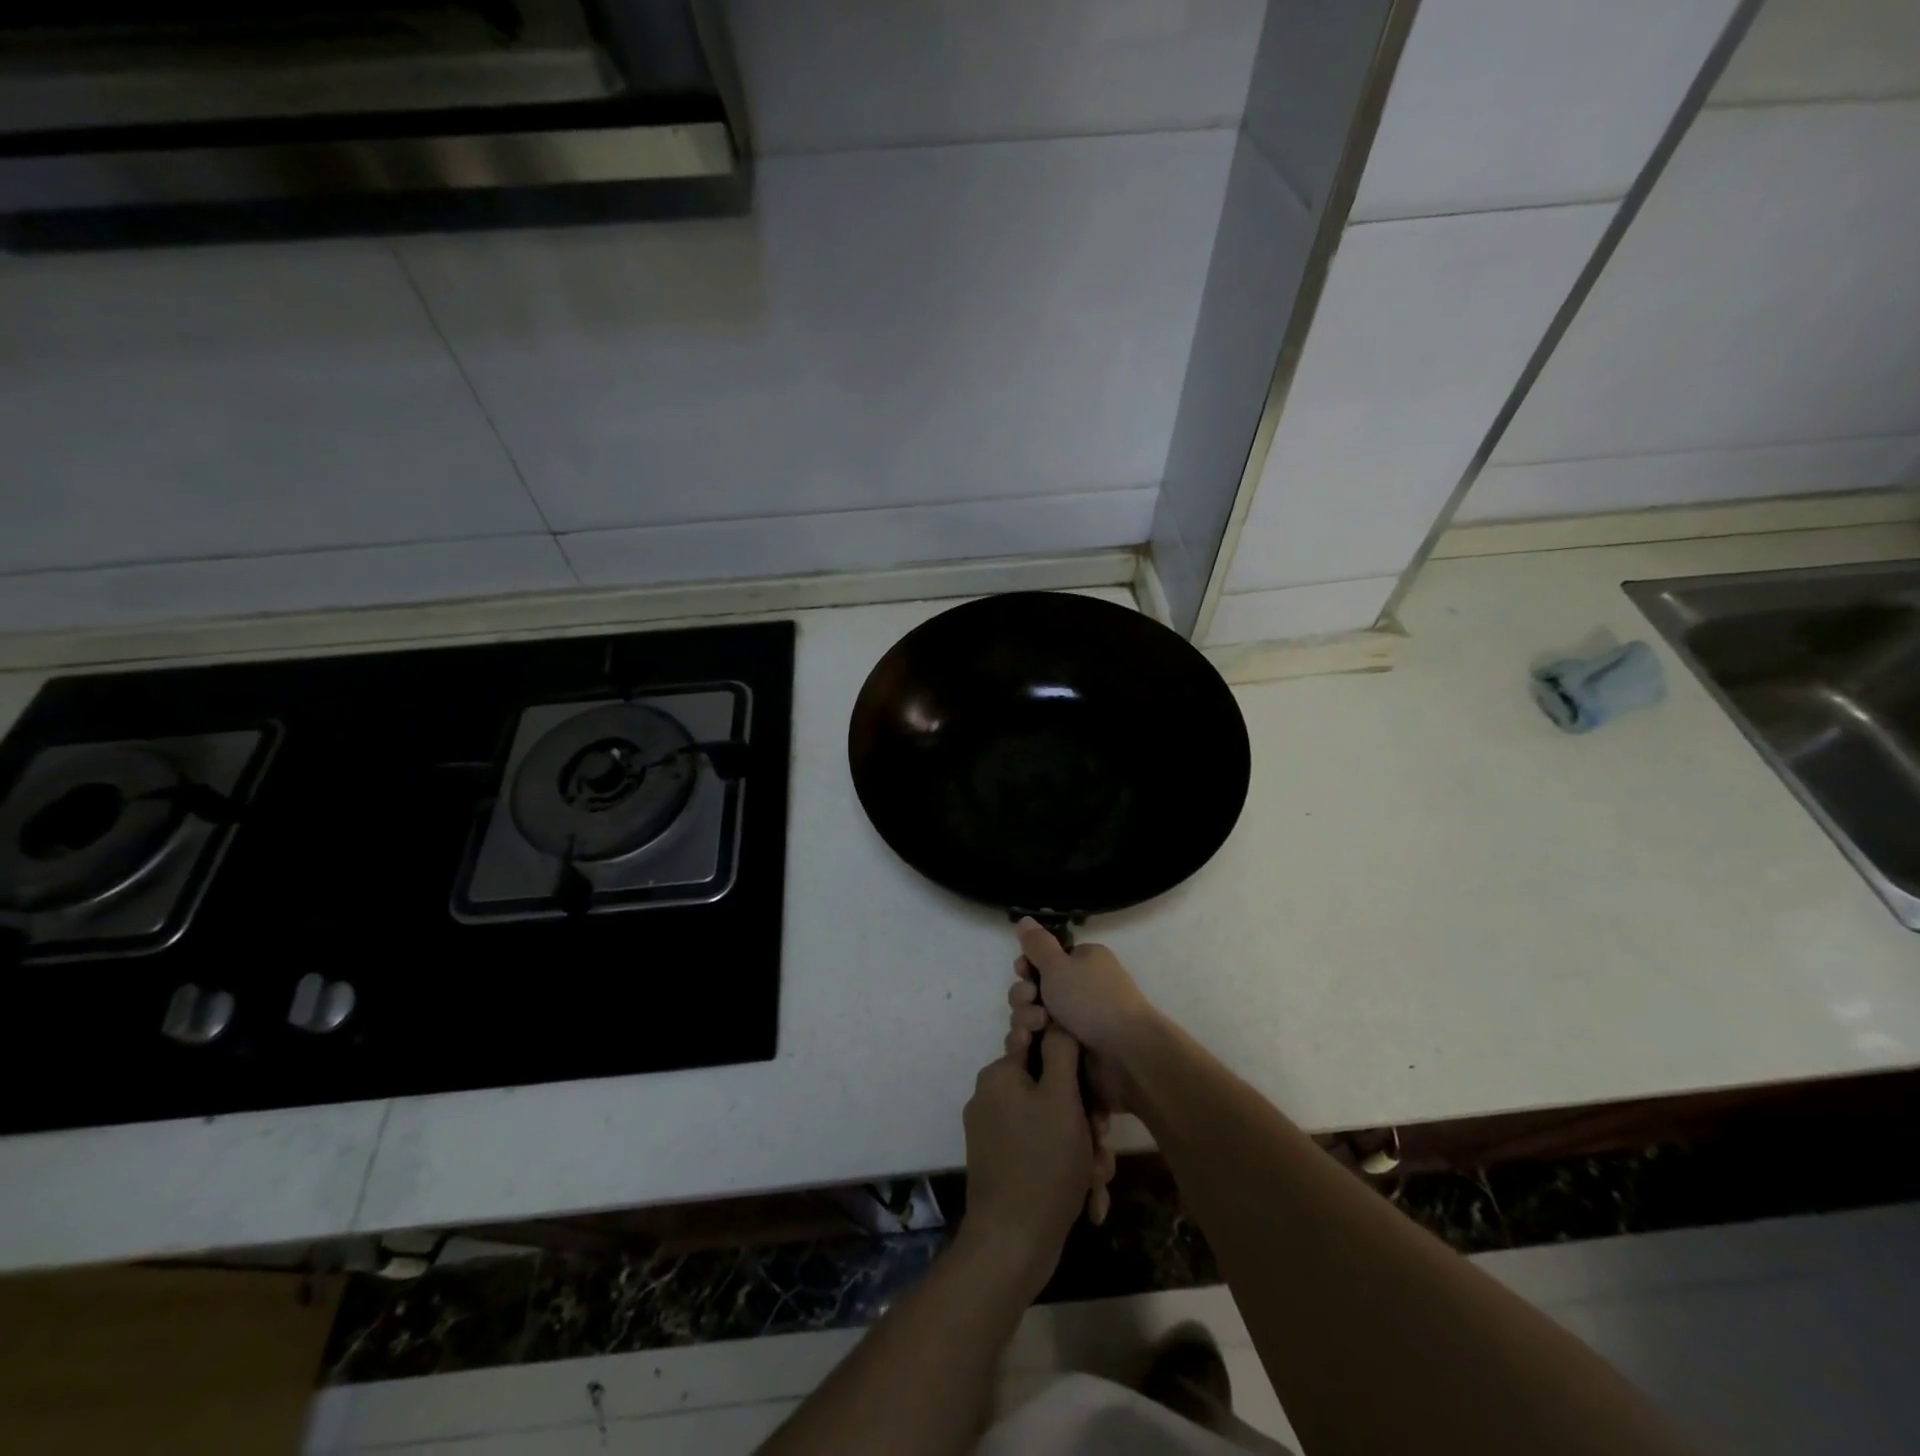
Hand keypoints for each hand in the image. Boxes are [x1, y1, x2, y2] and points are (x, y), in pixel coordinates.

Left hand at [961, 1031, 1094, 1299]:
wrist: (1011, 1244)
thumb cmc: (1042, 1163)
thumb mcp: (1061, 1098)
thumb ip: (1061, 1052)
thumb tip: (1056, 1019)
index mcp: (1000, 1074)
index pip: (1042, 1043)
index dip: (1074, 1062)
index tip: (1092, 1089)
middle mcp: (992, 1096)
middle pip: (1050, 1089)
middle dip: (1083, 1117)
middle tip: (1100, 1143)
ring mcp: (994, 1132)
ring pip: (1051, 1123)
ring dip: (1081, 1147)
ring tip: (1097, 1177)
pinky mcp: (1001, 1162)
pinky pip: (1041, 1149)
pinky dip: (1066, 1166)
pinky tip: (1088, 1195)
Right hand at [1005, 919, 1154, 1120]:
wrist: (1126, 1053)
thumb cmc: (1091, 1000)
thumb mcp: (1058, 965)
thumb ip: (1037, 944)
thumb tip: (1025, 919)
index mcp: (1084, 960)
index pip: (1045, 958)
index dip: (1027, 965)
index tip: (1021, 972)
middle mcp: (1082, 986)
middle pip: (1036, 987)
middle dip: (1024, 996)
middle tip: (1031, 1002)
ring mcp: (1079, 1019)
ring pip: (1036, 1015)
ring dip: (1027, 1019)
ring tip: (1036, 1029)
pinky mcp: (1075, 1048)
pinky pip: (1044, 1040)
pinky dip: (1035, 1041)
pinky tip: (1031, 1045)